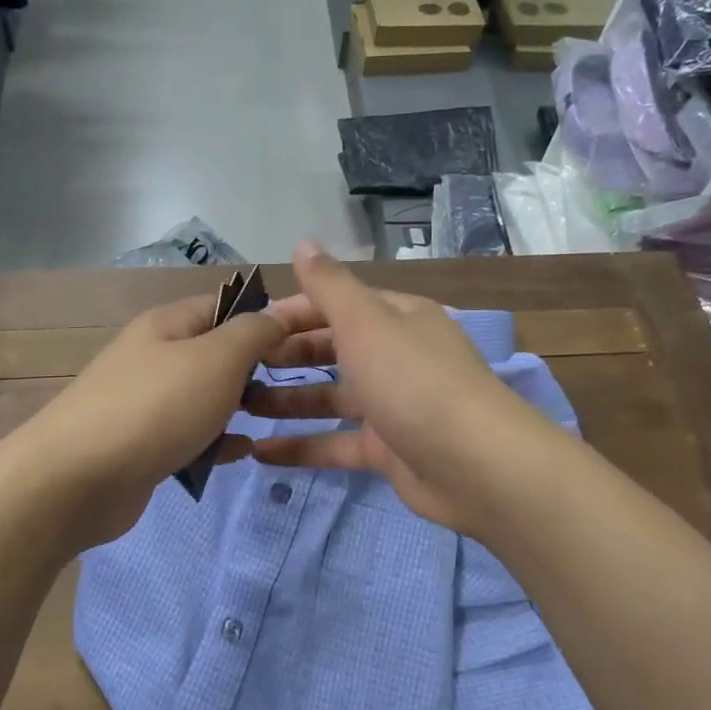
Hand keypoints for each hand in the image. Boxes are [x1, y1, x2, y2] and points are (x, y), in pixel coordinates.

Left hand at [1, 292, 288, 552]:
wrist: (77, 479)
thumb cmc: (156, 408)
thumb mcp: (217, 358)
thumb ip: (252, 333)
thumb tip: (274, 316)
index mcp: (167, 325)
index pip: (224, 306)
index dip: (264, 319)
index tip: (302, 343)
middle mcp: (153, 357)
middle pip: (215, 353)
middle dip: (253, 369)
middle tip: (290, 389)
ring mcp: (144, 403)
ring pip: (203, 397)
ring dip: (236, 408)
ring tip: (269, 420)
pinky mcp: (142, 445)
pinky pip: (189, 435)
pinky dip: (215, 441)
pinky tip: (240, 454)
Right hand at [247, 242, 541, 535]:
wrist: (475, 465)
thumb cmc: (414, 381)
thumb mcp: (367, 323)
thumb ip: (330, 286)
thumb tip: (303, 243)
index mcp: (396, 318)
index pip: (334, 305)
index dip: (289, 313)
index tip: (244, 329)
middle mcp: (395, 356)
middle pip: (331, 349)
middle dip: (285, 356)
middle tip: (236, 368)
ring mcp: (392, 405)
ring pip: (330, 397)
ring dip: (287, 400)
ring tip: (239, 407)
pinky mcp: (387, 450)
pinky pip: (335, 444)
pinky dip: (301, 447)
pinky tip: (260, 452)